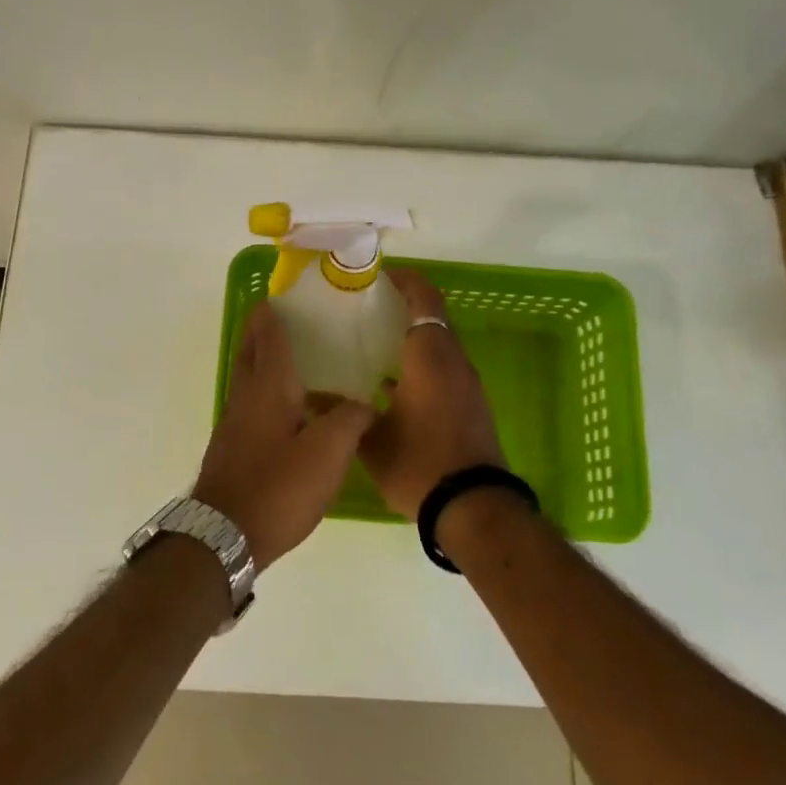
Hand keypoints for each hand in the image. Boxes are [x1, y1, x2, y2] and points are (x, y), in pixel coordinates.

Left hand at [193, 302, 375, 570]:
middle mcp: (246, 396)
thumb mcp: (328, 452)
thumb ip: (350, 420)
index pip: (268, 335)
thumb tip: (362, 403)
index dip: (274, 311)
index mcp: (268, 387)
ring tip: (297, 358)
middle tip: (289, 318)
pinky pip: (251, 403)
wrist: (225, 535)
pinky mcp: (234, 446)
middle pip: (251, 351)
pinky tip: (291, 408)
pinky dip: (267, 390)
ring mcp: (235, 422)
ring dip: (264, 360)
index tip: (283, 293)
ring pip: (248, 377)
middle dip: (264, 330)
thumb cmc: (278, 487)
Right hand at [358, 268, 506, 518]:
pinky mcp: (469, 406)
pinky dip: (418, 367)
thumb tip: (313, 398)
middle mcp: (453, 362)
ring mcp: (466, 385)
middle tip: (362, 313)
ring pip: (437, 347)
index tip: (378, 277)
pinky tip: (387, 386)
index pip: (424, 299)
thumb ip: (343, 412)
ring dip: (409, 341)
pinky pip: (442, 371)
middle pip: (431, 320)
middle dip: (400, 310)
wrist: (472, 507)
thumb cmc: (420, 463)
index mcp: (430, 357)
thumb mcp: (372, 439)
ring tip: (369, 347)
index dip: (404, 281)